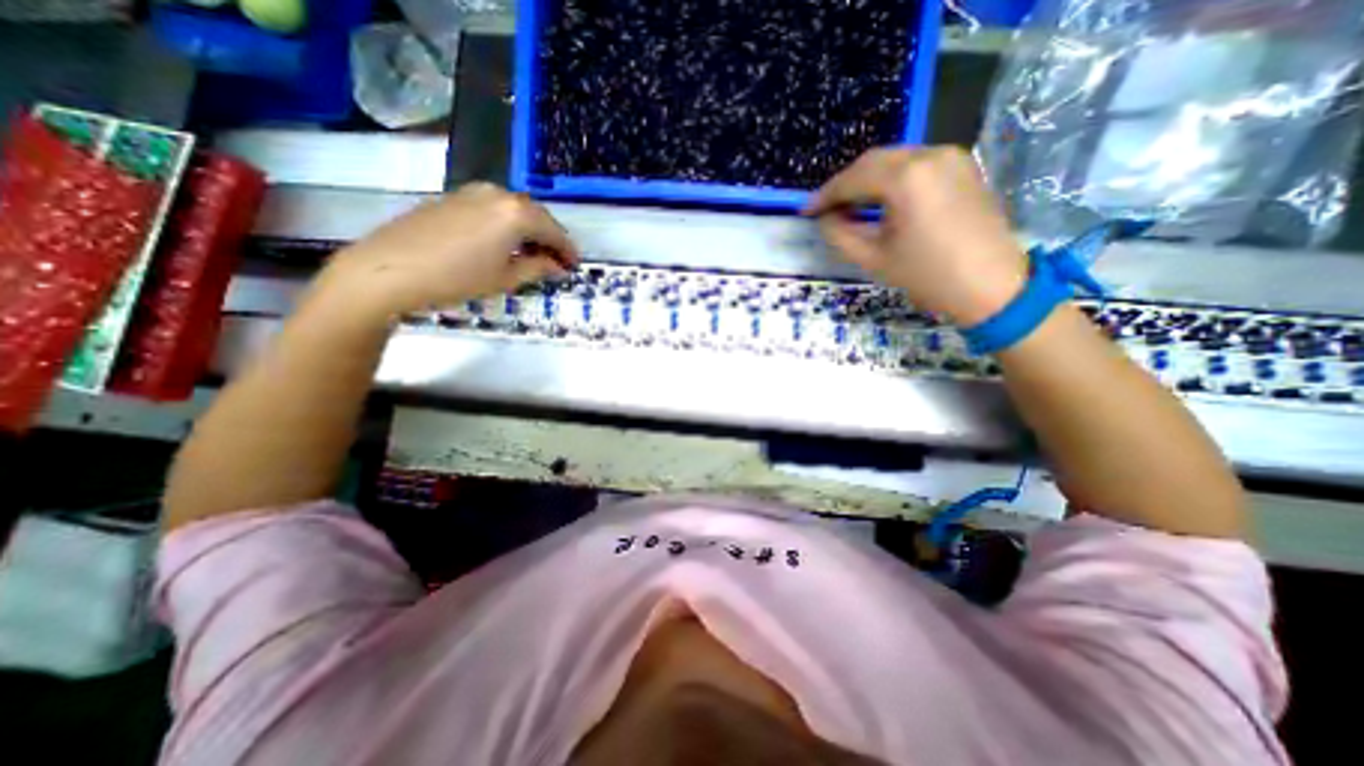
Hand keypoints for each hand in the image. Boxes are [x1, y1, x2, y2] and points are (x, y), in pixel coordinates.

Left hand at [316, 182, 576, 319]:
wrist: (389, 269)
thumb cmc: (457, 278)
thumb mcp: (505, 279)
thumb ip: (537, 268)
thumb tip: (556, 265)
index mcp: (516, 213)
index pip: (554, 230)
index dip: (567, 250)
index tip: (574, 265)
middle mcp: (498, 194)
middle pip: (536, 215)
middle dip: (549, 238)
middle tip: (557, 261)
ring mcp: (473, 192)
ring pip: (514, 210)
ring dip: (529, 230)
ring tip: (532, 254)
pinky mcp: (453, 197)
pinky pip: (493, 208)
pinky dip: (506, 225)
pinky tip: (504, 243)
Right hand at [808, 146, 1023, 326]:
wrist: (991, 286)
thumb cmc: (927, 275)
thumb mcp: (873, 258)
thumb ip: (840, 234)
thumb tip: (825, 218)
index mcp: (906, 178)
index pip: (853, 179)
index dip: (825, 195)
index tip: (806, 211)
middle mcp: (929, 154)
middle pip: (873, 161)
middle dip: (845, 184)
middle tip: (825, 209)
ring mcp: (951, 156)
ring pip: (894, 160)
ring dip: (867, 180)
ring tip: (849, 206)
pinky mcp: (963, 166)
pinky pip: (916, 164)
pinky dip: (891, 179)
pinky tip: (880, 199)